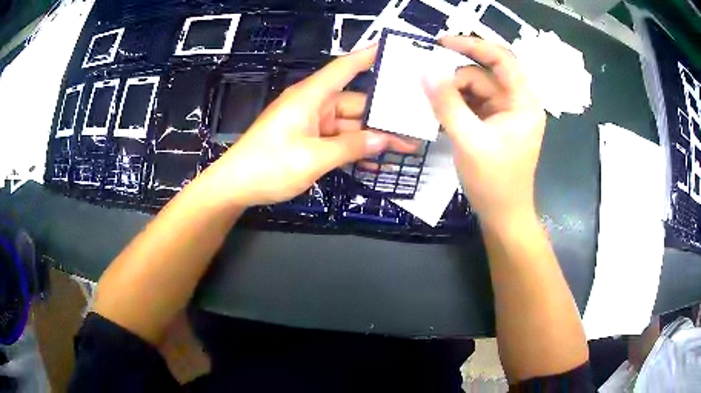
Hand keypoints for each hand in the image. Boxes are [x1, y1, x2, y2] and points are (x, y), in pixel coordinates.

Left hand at [200, 46, 415, 206]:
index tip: (391, 49)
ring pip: (349, 125)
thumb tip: (383, 140)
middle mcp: (312, 105)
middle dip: (383, 117)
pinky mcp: (307, 140)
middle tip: (412, 129)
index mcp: (310, 97)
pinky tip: (375, 160)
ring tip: (402, 148)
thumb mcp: (313, 158)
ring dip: (371, 137)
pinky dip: (354, 148)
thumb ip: (351, 147)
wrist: (235, 186)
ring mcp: (310, 123)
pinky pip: (337, 140)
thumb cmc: (267, 166)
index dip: (368, 56)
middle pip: (355, 103)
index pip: (345, 68)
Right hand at [424, 36, 546, 224]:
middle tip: (428, 84)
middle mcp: (517, 103)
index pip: (502, 59)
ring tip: (432, 106)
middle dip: (456, 77)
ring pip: (476, 89)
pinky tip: (440, 114)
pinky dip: (456, 106)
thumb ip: (447, 104)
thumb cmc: (494, 182)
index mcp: (524, 102)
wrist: (504, 216)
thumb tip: (425, 71)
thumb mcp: (469, 141)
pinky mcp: (495, 125)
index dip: (474, 45)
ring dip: (453, 94)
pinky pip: (474, 104)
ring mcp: (506, 114)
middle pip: (485, 74)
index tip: (441, 43)